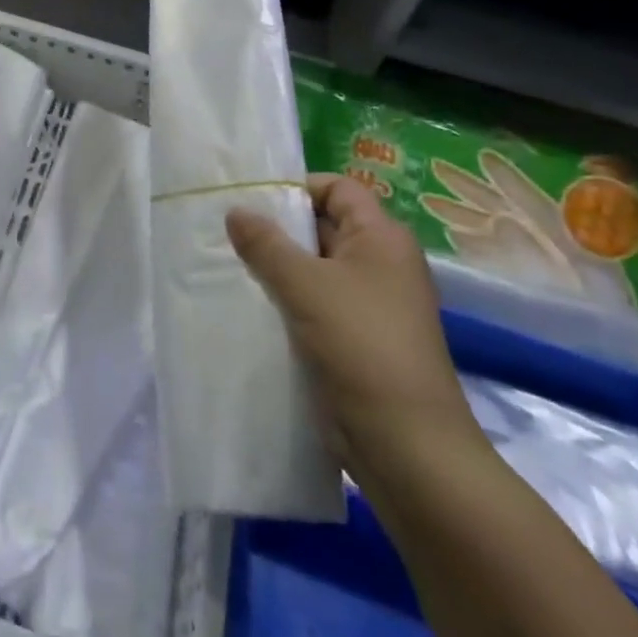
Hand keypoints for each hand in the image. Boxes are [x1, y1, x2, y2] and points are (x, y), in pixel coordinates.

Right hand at [227, 174, 476, 472]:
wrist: (408, 448)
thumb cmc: (361, 347)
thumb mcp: (305, 285)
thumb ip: (265, 244)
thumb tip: (235, 210)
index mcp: (382, 238)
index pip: (337, 188)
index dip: (297, 188)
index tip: (252, 202)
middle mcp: (380, 264)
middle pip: (323, 226)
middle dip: (278, 229)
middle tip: (229, 233)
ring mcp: (370, 305)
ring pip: (315, 269)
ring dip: (277, 268)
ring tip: (232, 267)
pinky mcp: (356, 340)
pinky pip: (315, 305)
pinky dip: (286, 302)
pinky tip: (252, 306)